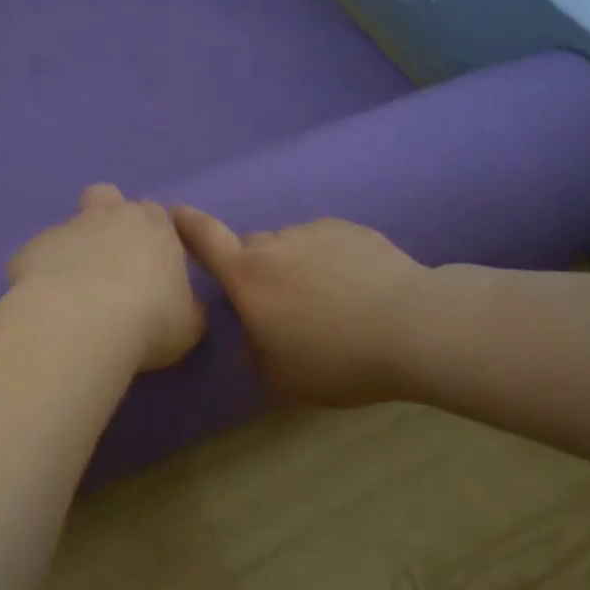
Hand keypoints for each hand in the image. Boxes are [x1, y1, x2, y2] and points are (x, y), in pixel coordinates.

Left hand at [9, 185, 205, 371]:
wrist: (79, 323)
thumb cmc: (148, 319)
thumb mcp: (190, 324)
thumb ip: (188, 306)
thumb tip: (182, 306)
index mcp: (154, 226)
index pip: (157, 214)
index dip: (154, 236)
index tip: (153, 266)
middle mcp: (108, 216)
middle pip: (106, 197)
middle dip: (107, 218)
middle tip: (110, 261)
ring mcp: (64, 229)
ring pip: (68, 227)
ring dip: (72, 250)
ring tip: (73, 293)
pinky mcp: (29, 250)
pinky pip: (38, 258)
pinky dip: (42, 275)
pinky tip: (46, 306)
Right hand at [172, 206, 427, 406]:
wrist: (413, 327)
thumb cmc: (335, 358)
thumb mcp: (281, 378)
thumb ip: (255, 355)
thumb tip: (252, 340)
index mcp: (248, 277)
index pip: (205, 240)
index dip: (187, 225)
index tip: (176, 211)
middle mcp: (276, 245)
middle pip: (253, 248)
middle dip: (258, 270)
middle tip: (283, 306)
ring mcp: (316, 232)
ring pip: (293, 246)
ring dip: (298, 267)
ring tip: (331, 303)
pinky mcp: (354, 230)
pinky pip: (328, 243)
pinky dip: (332, 262)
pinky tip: (359, 291)